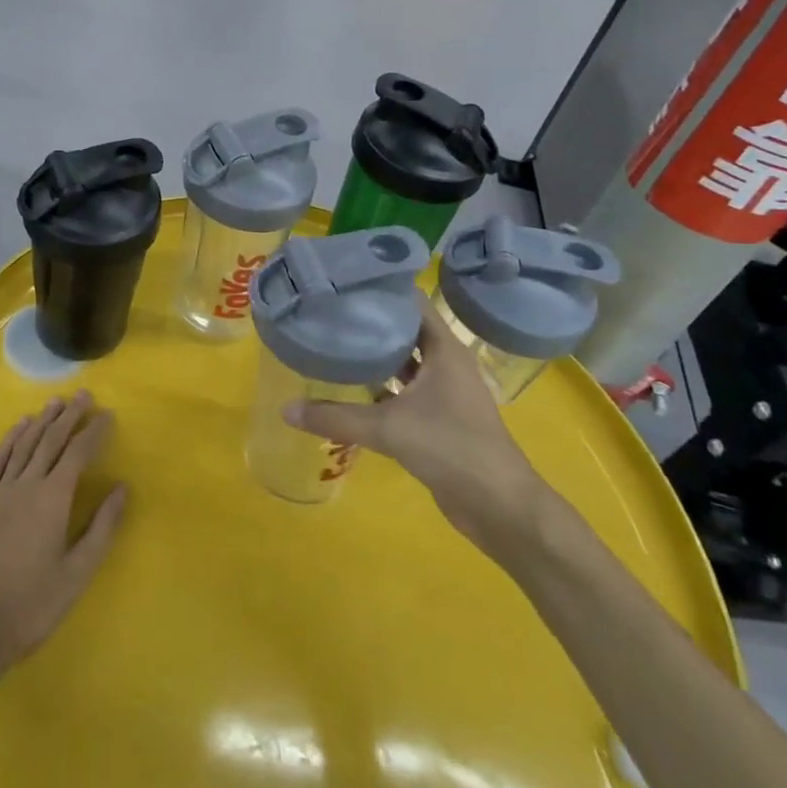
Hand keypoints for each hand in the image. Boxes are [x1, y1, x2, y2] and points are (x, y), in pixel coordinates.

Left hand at [0, 392, 126, 685]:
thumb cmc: (30, 606)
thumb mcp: (76, 574)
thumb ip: (101, 528)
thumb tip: (122, 488)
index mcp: (53, 499)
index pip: (78, 453)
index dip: (94, 431)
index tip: (107, 414)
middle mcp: (26, 484)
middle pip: (51, 440)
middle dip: (70, 416)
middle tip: (84, 395)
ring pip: (24, 444)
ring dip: (42, 421)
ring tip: (56, 403)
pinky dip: (9, 439)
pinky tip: (18, 427)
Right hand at [284, 299, 552, 562]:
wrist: (500, 507)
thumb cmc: (452, 448)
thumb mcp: (389, 429)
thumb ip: (336, 417)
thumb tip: (286, 409)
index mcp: (443, 348)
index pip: (411, 300)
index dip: (381, 286)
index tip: (344, 280)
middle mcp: (445, 362)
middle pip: (404, 328)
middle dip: (371, 319)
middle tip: (328, 308)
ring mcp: (444, 391)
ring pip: (404, 361)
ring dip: (375, 354)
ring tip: (334, 340)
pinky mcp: (438, 418)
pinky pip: (404, 390)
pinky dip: (380, 386)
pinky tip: (350, 386)